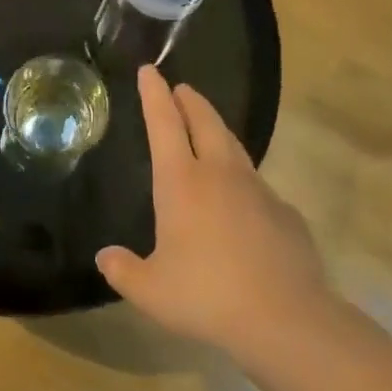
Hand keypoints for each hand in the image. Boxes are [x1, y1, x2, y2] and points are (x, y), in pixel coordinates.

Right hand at [96, 67, 327, 358]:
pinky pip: (257, 184)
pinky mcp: (285, 213)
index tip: (149, 71)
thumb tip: (105, 257)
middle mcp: (220, 175)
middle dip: (190, 101)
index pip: (163, 124)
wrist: (285, 319)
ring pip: (234, 147)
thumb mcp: (150, 290)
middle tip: (180, 88)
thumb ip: (123, 270)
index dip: (154, 95)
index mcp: (181, 183)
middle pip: (205, 122)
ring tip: (207, 130)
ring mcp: (258, 191)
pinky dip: (242, 178)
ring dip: (217, 131)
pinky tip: (240, 200)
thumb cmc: (207, 296)